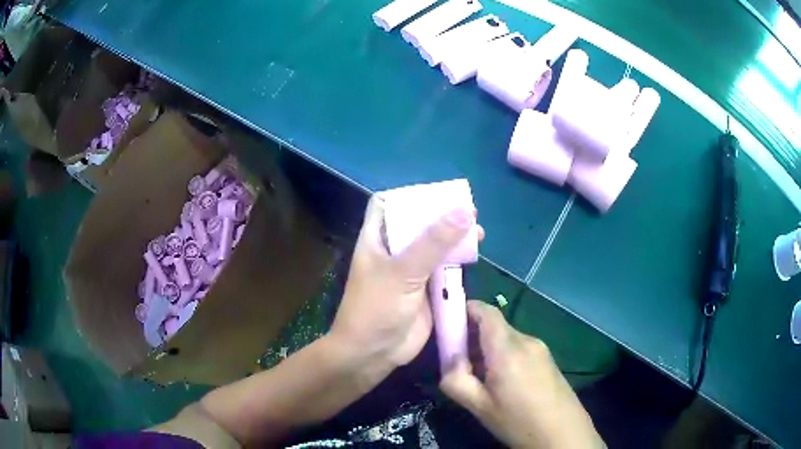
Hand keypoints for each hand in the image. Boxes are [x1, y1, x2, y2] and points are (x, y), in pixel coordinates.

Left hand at [329, 195, 477, 374]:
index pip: (387, 204)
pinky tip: (474, 255)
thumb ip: (434, 243)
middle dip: (441, 215)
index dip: (408, 196)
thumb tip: (465, 211)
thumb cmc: (377, 308)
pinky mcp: (426, 289)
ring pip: (434, 245)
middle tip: (469, 211)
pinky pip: (444, 268)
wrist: (373, 353)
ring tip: (478, 231)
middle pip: (418, 223)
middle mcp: (393, 250)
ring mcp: (411, 270)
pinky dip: (458, 260)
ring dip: (454, 237)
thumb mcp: (403, 272)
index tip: (435, 194)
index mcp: (377, 239)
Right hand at [440, 301, 603, 448]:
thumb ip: (455, 380)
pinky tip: (502, 383)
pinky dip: (504, 355)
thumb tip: (449, 359)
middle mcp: (527, 340)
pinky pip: (519, 347)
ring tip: (480, 378)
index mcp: (508, 349)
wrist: (563, 433)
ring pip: (507, 338)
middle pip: (495, 326)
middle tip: (458, 361)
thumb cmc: (518, 421)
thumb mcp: (479, 407)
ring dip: (488, 349)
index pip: (486, 311)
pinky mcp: (548, 359)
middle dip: (472, 336)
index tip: (448, 323)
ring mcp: (541, 349)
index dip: (465, 309)